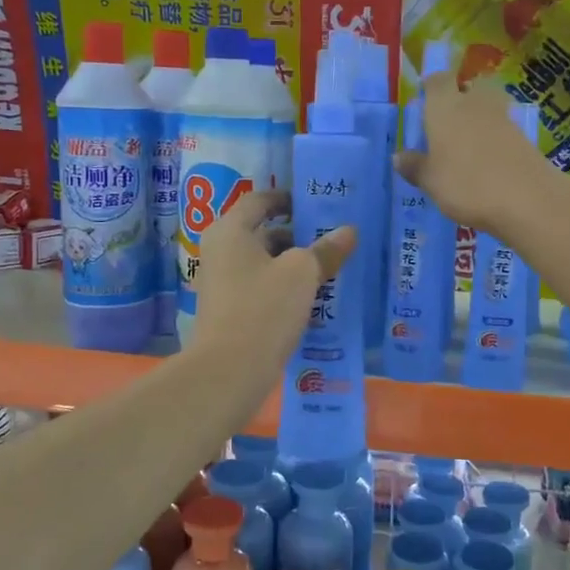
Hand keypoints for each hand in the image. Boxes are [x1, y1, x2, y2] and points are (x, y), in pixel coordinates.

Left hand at [190, 189, 356, 378]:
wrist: (229, 370)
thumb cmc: (264, 308)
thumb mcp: (302, 274)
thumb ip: (326, 250)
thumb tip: (348, 231)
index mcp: (230, 231)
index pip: (259, 200)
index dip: (287, 199)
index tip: (314, 205)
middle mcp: (220, 251)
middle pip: (262, 233)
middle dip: (297, 237)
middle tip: (331, 241)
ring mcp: (221, 283)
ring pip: (263, 264)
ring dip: (293, 266)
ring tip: (329, 272)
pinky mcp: (229, 311)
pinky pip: (260, 289)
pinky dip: (283, 289)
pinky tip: (311, 302)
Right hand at [394, 76, 559, 233]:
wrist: (527, 198)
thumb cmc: (466, 184)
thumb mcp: (431, 181)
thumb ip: (414, 166)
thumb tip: (398, 156)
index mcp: (445, 107)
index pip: (437, 81)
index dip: (431, 86)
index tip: (425, 98)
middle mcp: (474, 103)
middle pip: (469, 87)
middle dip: (461, 97)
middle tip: (449, 120)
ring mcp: (503, 118)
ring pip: (488, 106)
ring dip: (479, 117)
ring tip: (468, 143)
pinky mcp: (524, 137)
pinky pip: (502, 128)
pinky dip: (495, 137)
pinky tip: (488, 160)